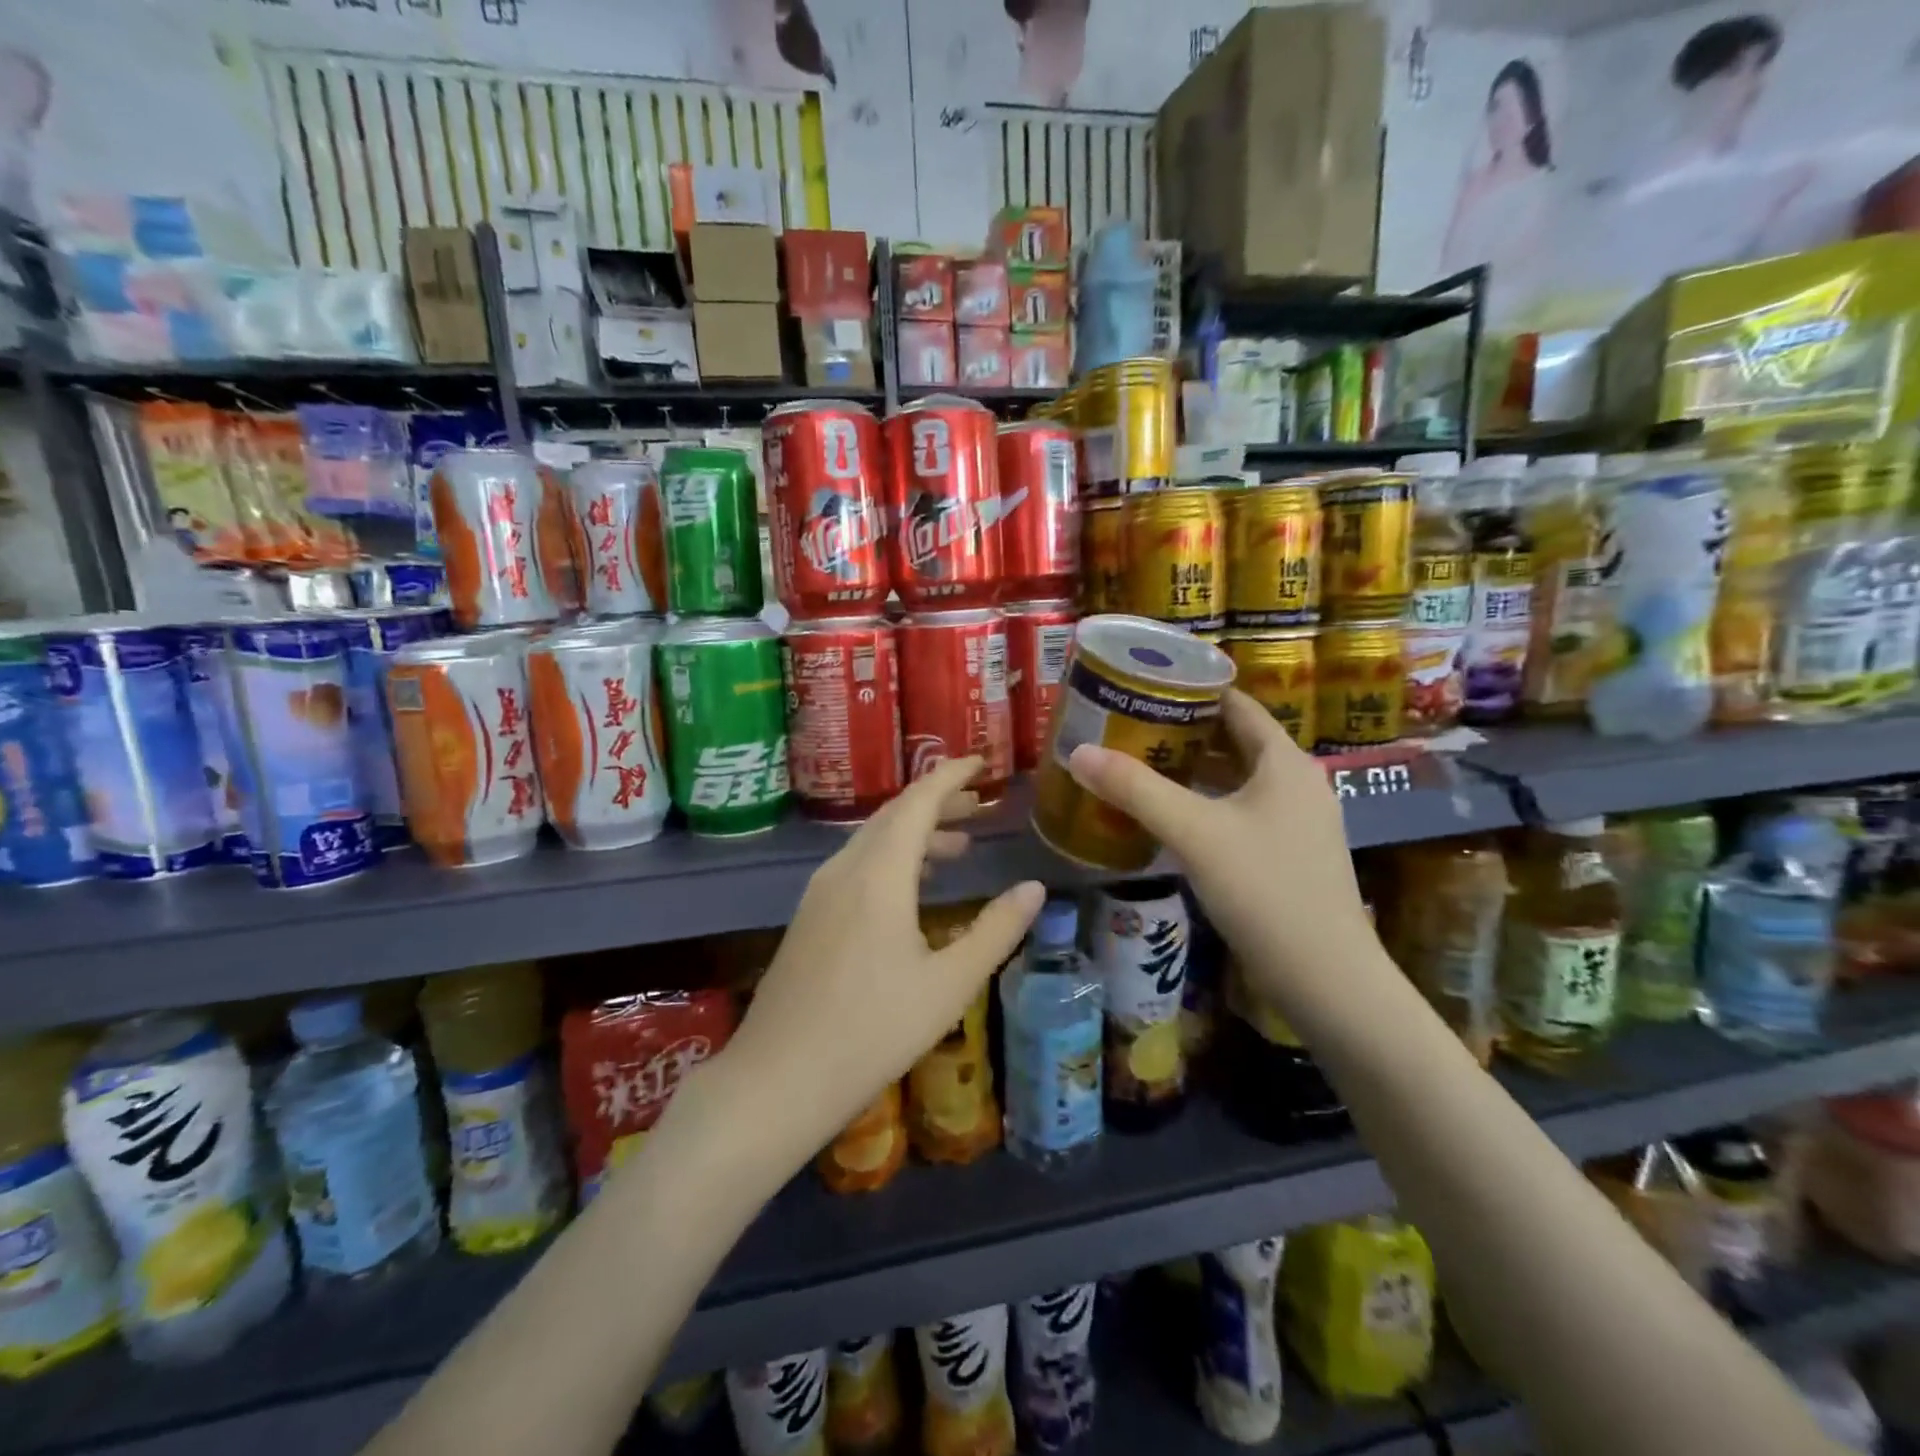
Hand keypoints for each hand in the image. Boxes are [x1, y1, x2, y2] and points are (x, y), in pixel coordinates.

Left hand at [714, 757, 1043, 1174]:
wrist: (777, 1080)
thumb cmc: (872, 1032)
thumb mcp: (949, 985)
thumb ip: (996, 931)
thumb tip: (1034, 888)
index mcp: (878, 875)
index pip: (917, 802)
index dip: (950, 776)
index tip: (980, 762)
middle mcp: (844, 869)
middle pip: (894, 815)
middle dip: (937, 801)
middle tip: (980, 803)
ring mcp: (820, 892)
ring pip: (873, 841)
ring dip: (915, 833)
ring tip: (958, 845)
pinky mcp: (810, 916)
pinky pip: (857, 865)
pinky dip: (892, 858)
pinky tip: (912, 888)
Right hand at [1065, 690, 1384, 1021]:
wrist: (1326, 979)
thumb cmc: (1264, 890)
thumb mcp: (1193, 832)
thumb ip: (1135, 789)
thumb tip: (1078, 751)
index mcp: (1284, 761)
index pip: (1237, 704)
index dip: (1193, 690)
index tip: (1145, 685)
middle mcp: (1297, 782)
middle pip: (1236, 740)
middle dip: (1185, 730)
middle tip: (1130, 724)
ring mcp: (1297, 821)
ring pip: (1238, 779)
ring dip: (1194, 769)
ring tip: (1141, 763)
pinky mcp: (1289, 854)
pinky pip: (1241, 811)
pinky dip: (1207, 803)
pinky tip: (1171, 816)